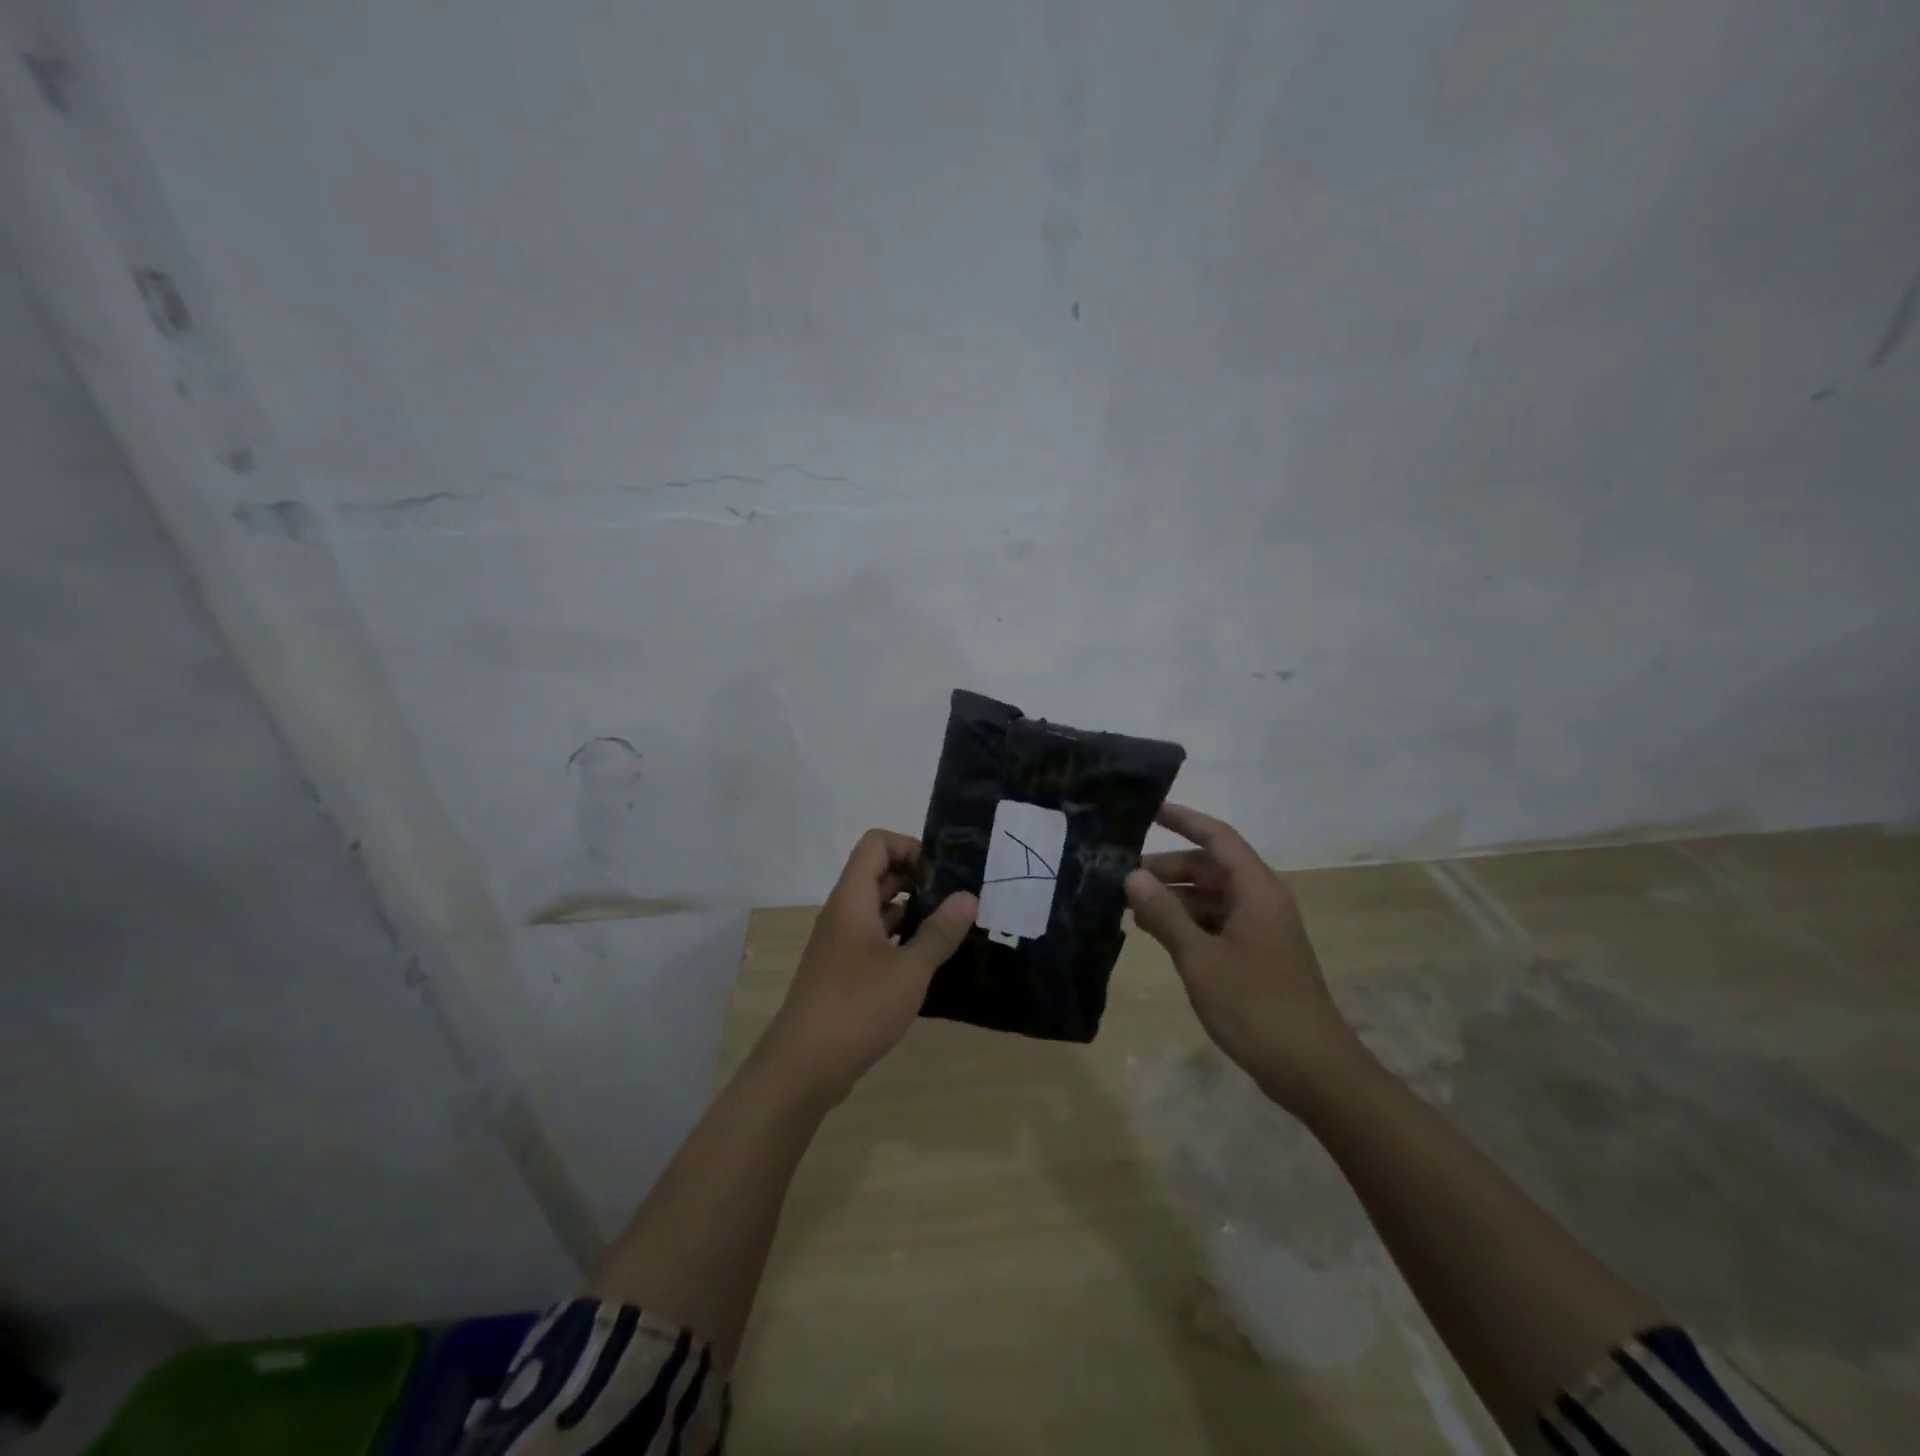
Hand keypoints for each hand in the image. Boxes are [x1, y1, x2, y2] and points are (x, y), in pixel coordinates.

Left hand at [762, 829, 976, 1102]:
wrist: (804, 1066)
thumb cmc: (857, 1006)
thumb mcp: (909, 969)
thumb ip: (939, 932)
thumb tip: (968, 897)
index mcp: (852, 900)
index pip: (875, 844)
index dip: (909, 846)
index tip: (942, 872)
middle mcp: (843, 914)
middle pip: (878, 874)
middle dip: (917, 879)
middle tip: (957, 898)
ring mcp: (840, 944)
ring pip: (877, 909)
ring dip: (911, 912)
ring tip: (951, 928)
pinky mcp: (843, 972)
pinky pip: (874, 939)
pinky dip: (900, 940)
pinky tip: (928, 960)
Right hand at [1125, 803, 1364, 1111]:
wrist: (1312, 1070)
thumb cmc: (1256, 1006)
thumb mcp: (1200, 958)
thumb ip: (1164, 914)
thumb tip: (1132, 876)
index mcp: (1256, 891)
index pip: (1217, 838)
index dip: (1183, 819)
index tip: (1148, 810)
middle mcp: (1261, 901)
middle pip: (1211, 867)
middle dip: (1169, 868)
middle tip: (1123, 878)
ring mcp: (1261, 929)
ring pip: (1212, 897)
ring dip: (1175, 897)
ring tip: (1133, 907)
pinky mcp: (1257, 954)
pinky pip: (1217, 922)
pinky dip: (1188, 921)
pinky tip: (1158, 933)